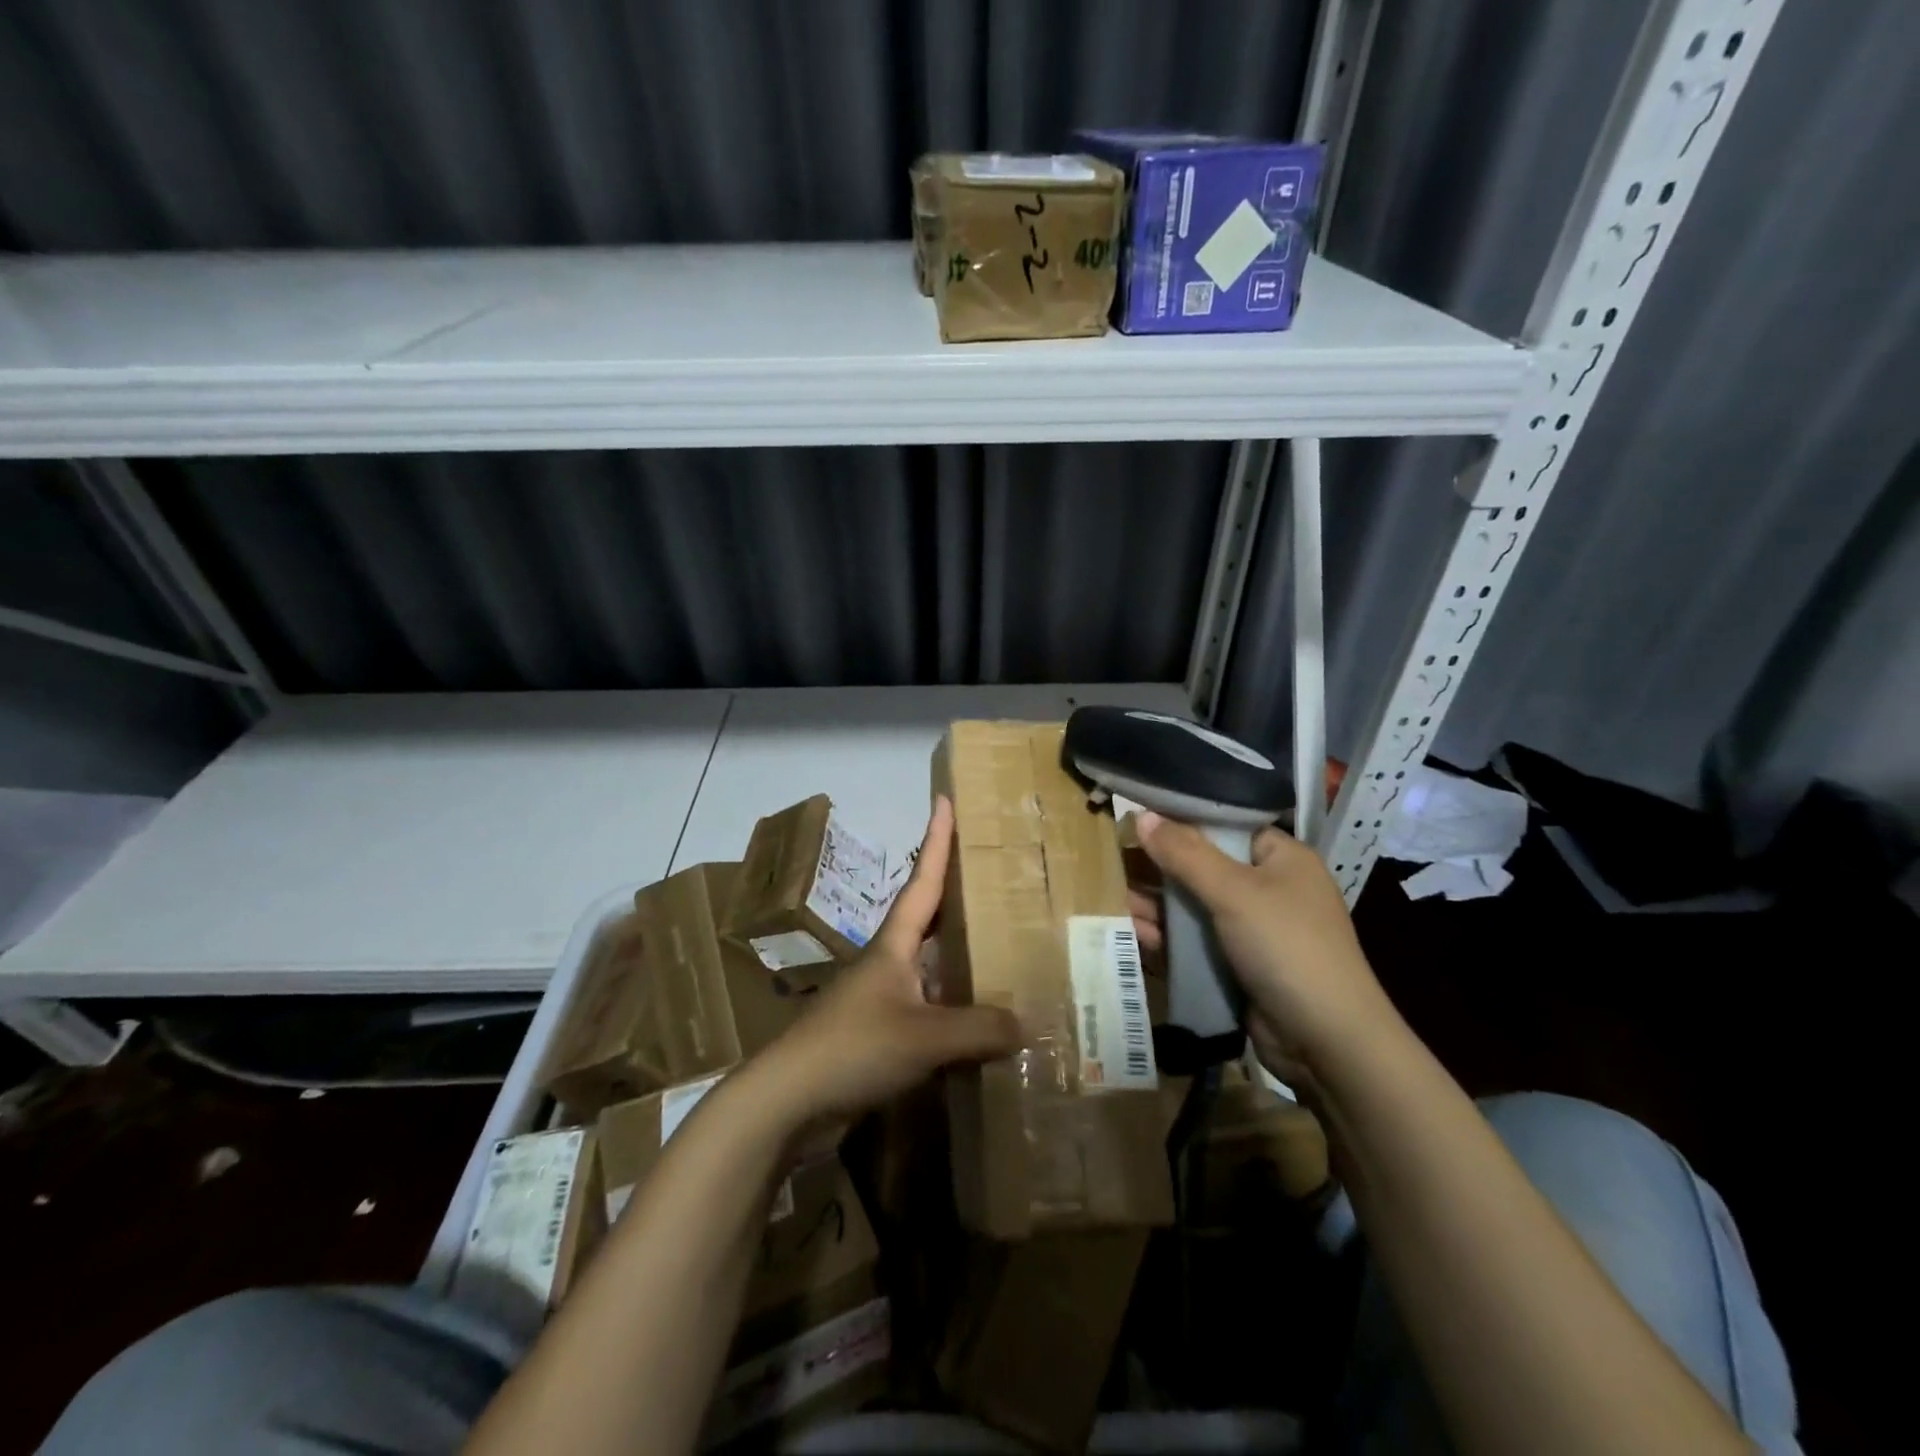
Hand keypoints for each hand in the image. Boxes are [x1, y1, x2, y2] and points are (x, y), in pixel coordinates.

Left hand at [753, 796, 1020, 1128]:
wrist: (789, 1099)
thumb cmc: (853, 1047)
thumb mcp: (923, 1036)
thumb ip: (978, 1029)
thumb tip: (1026, 1025)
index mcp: (894, 944)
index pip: (923, 880)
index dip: (936, 840)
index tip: (944, 800)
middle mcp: (889, 962)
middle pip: (928, 917)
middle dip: (957, 892)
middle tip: (993, 873)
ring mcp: (882, 998)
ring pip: (931, 965)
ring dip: (960, 953)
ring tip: (1002, 944)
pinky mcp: (881, 1034)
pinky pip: (929, 1008)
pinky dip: (955, 1006)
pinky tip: (979, 1020)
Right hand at [1130, 812, 1394, 1084]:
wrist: (1327, 1043)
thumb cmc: (1286, 947)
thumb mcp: (1234, 892)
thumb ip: (1185, 853)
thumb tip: (1141, 814)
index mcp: (1281, 858)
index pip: (1225, 825)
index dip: (1181, 821)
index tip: (1136, 819)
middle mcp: (1269, 888)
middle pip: (1203, 867)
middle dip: (1160, 869)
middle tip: (1113, 863)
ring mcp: (1253, 930)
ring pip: (1195, 907)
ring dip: (1157, 906)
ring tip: (1114, 902)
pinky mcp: (1239, 966)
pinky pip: (1196, 942)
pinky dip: (1168, 938)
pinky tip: (1134, 934)